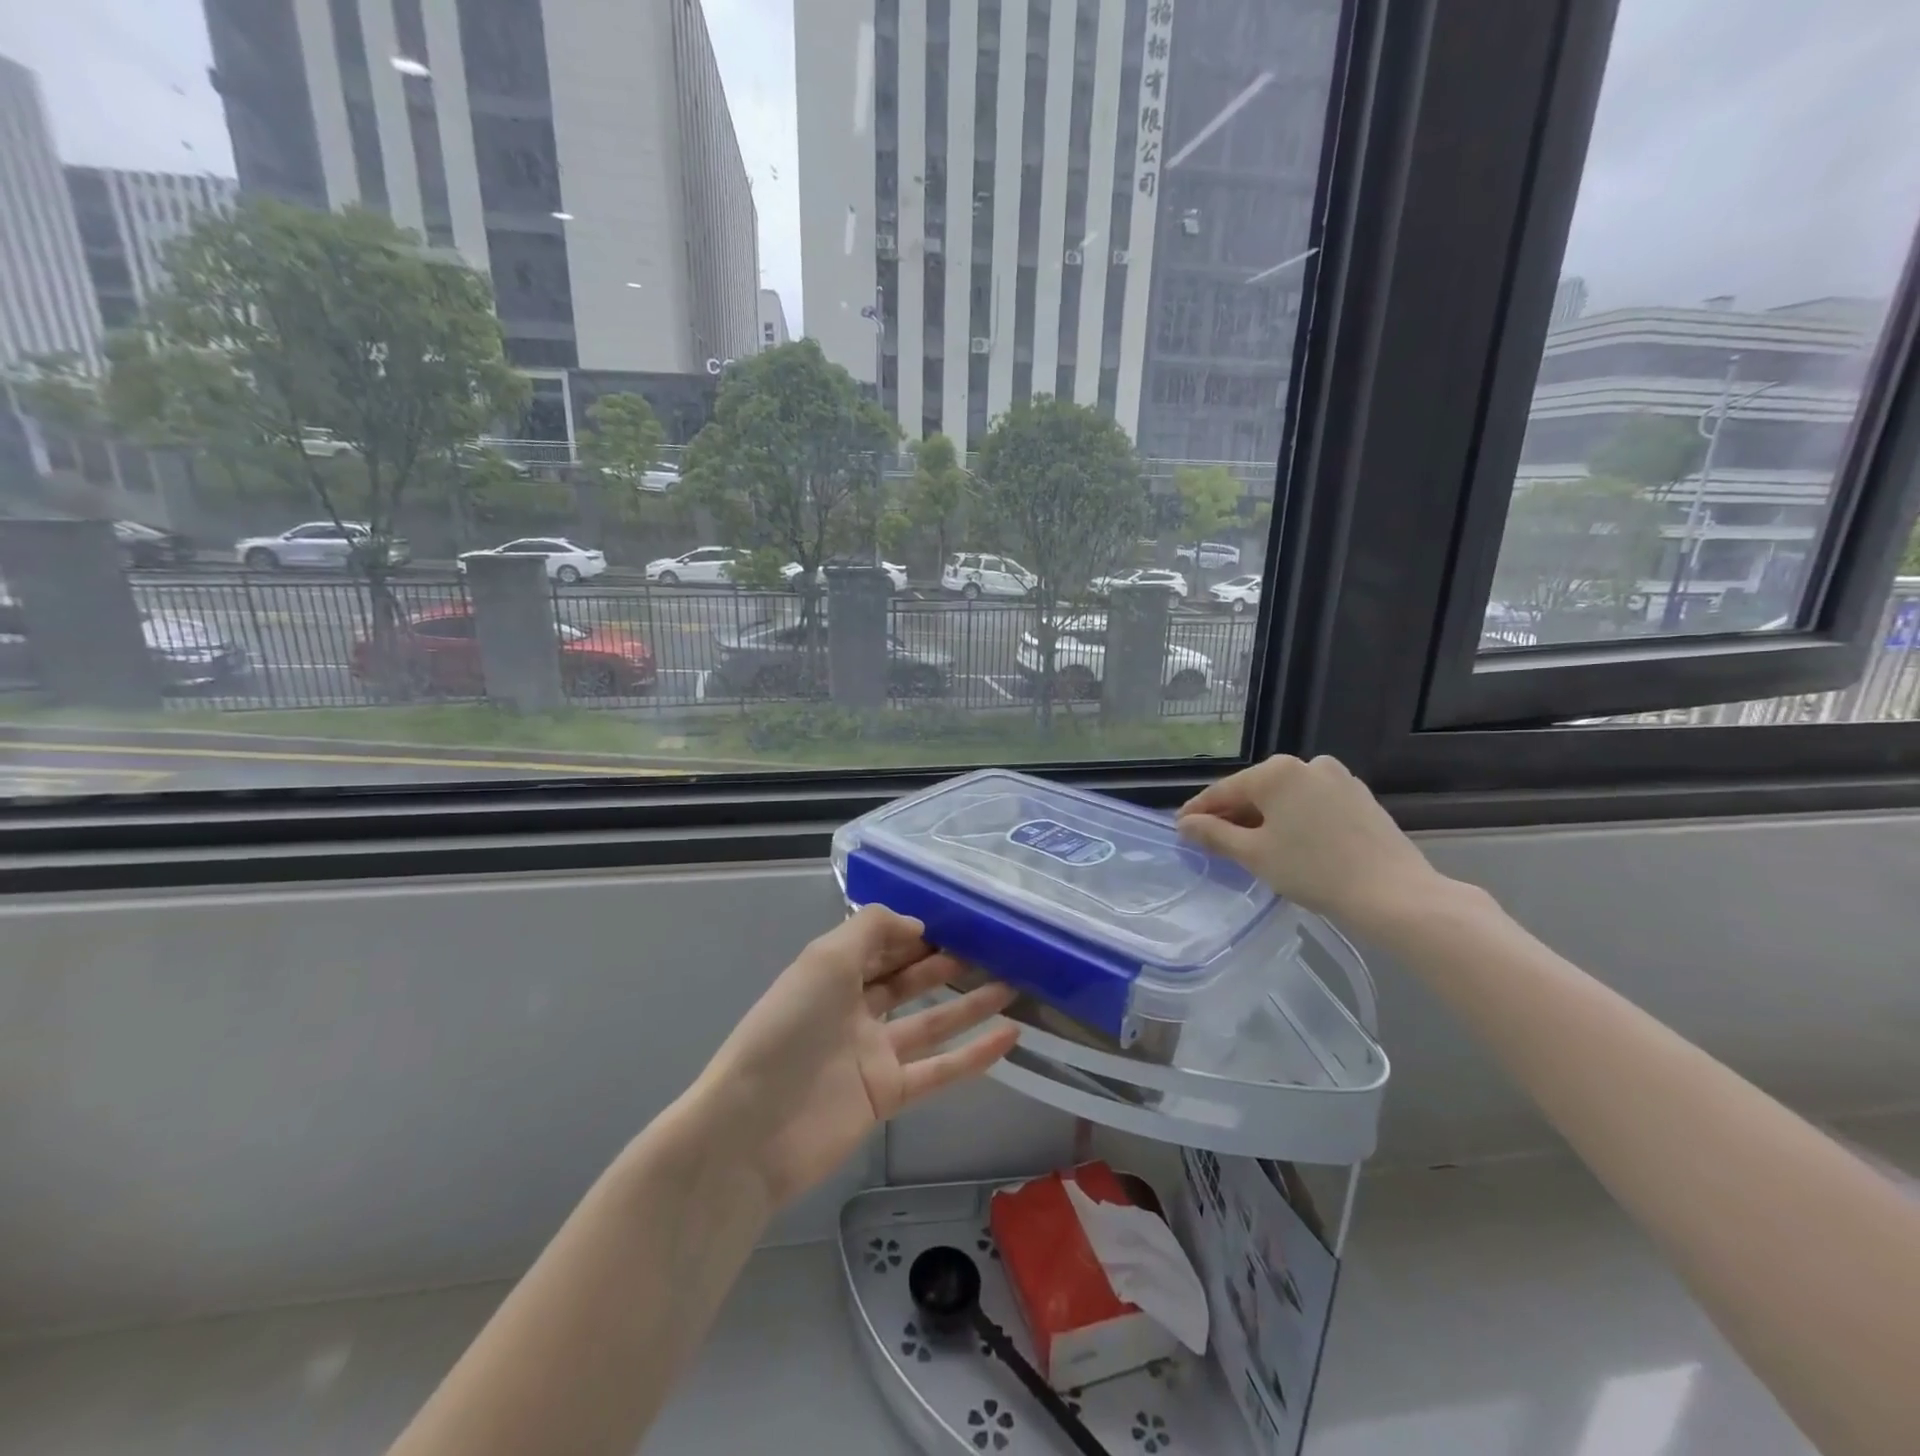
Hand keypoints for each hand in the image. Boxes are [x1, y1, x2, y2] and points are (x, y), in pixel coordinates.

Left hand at [697, 906, 1018, 1210]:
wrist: (754, 1127)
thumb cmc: (788, 1028)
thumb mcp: (825, 958)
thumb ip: (871, 929)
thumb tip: (917, 924)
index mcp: (832, 975)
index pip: (879, 945)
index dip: (913, 931)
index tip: (956, 920)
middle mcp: (854, 1011)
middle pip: (907, 981)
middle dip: (944, 963)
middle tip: (992, 948)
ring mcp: (872, 1055)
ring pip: (931, 1023)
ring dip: (970, 1004)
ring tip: (1011, 983)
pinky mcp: (887, 1095)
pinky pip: (939, 1070)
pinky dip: (974, 1054)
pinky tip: (1009, 1035)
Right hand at [1176, 754, 1451, 934]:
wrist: (1393, 894)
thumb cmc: (1313, 871)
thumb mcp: (1254, 854)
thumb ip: (1214, 834)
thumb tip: (1186, 824)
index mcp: (1276, 772)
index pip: (1223, 791)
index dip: (1198, 812)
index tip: (1180, 828)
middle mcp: (1307, 764)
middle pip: (1255, 791)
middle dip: (1232, 815)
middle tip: (1211, 842)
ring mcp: (1338, 778)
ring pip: (1285, 798)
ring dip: (1263, 818)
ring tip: (1249, 847)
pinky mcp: (1360, 798)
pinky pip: (1312, 805)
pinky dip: (1293, 820)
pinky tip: (1289, 844)